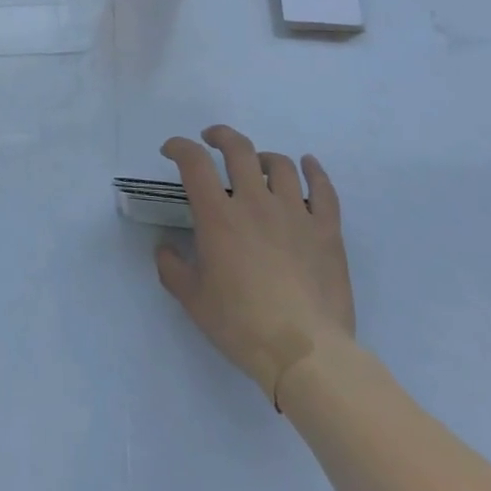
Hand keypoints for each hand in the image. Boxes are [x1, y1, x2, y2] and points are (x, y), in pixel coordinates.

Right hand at [155, 125, 354, 404]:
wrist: (306, 354)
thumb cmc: (242, 326)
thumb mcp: (194, 301)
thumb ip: (172, 269)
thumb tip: (164, 249)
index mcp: (219, 217)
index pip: (194, 163)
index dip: (179, 147)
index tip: (172, 150)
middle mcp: (255, 203)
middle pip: (238, 150)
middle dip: (221, 136)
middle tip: (212, 140)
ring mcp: (295, 213)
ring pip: (280, 165)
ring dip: (263, 157)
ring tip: (257, 163)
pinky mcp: (326, 230)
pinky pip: (323, 190)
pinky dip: (315, 171)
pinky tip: (308, 164)